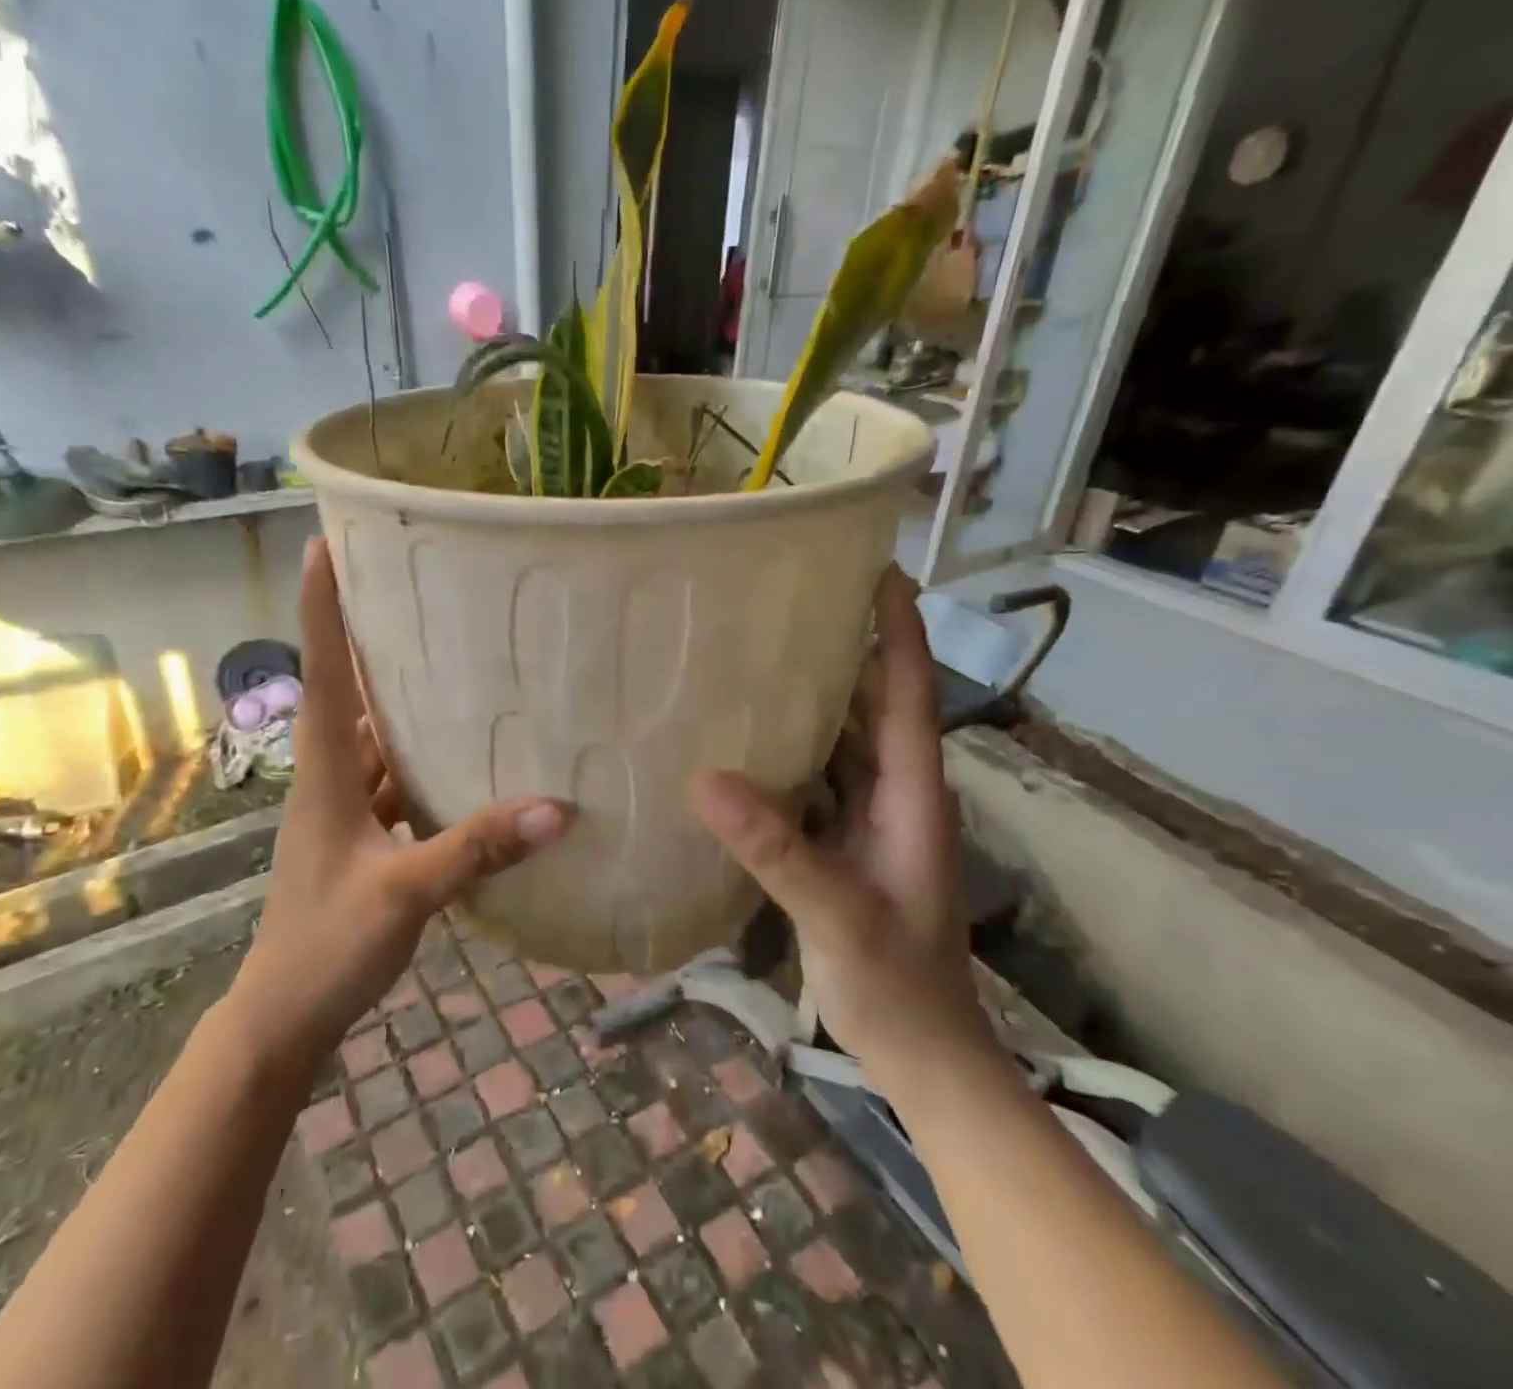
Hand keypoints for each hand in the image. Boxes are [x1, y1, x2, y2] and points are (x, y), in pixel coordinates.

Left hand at [226, 538, 570, 1070]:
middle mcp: (330, 777)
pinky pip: (394, 780)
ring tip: (455, 660)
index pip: (321, 673)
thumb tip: (557, 807)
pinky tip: (465, 757)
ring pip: (376, 738)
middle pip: (350, 692)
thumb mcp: (403, 894)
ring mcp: (344, 809)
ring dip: (403, 701)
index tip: (325, 547)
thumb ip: (476, 849)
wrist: (283, 1016)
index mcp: (325, 773)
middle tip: (418, 590)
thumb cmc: (325, 946)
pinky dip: (422, 761)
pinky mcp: (361, 836)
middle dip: (372, 639)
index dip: (320, 609)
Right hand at [689, 567, 996, 1104]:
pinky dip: (786, 747)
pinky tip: (742, 737)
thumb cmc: (896, 985)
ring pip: (840, 737)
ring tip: (757, 649)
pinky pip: (814, 775)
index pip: (909, 693)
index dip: (899, 630)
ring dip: (811, 694)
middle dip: (846, 645)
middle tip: (790, 596)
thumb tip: (706, 779)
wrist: (918, 1054)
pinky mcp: (840, 841)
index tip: (879, 569)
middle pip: (872, 702)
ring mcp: (867, 817)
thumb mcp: (839, 916)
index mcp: (910, 794)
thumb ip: (779, 851)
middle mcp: (893, 792)